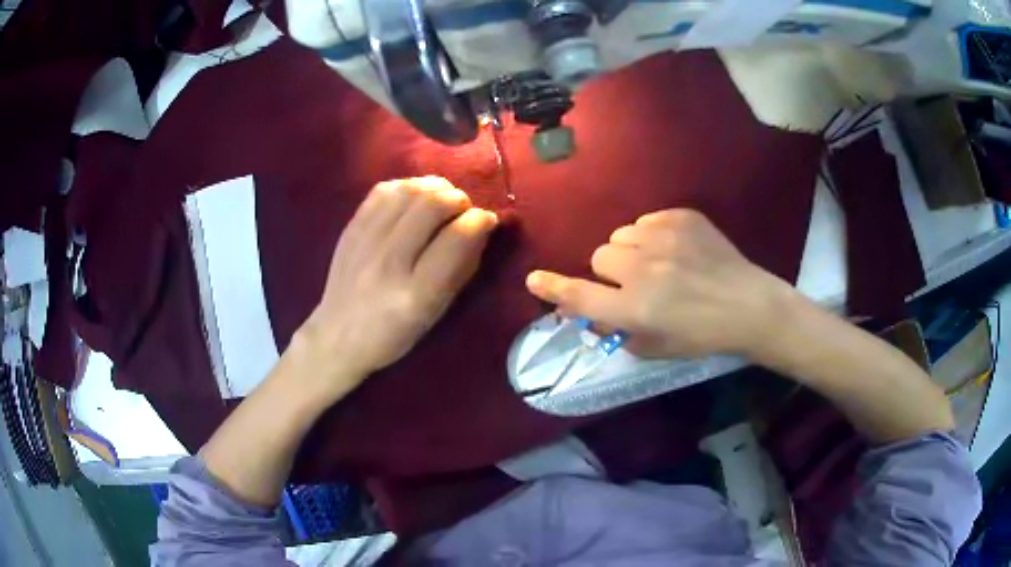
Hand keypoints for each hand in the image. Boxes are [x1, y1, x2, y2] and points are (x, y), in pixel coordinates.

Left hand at [300, 177, 497, 392]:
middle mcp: (389, 263)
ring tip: (442, 198)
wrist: (337, 335)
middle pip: (432, 205)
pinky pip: (383, 190)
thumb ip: (461, 269)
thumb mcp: (435, 314)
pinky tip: (415, 197)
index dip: (479, 220)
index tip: (486, 220)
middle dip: (459, 199)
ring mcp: (365, 242)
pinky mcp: (350, 229)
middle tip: (464, 209)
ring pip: (408, 191)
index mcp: (416, 295)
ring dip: (435, 187)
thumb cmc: (394, 334)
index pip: (456, 238)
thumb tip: (481, 226)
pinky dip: (407, 186)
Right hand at [525, 209, 797, 359]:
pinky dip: (653, 235)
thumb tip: (590, 315)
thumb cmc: (702, 336)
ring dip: (631, 251)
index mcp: (635, 307)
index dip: (553, 288)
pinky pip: (646, 221)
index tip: (535, 280)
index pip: (580, 295)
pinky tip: (675, 249)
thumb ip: (617, 332)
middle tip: (635, 283)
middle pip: (600, 256)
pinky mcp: (681, 217)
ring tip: (658, 263)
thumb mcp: (656, 347)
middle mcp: (643, 270)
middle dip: (611, 271)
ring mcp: (663, 238)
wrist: (748, 305)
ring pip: (622, 235)